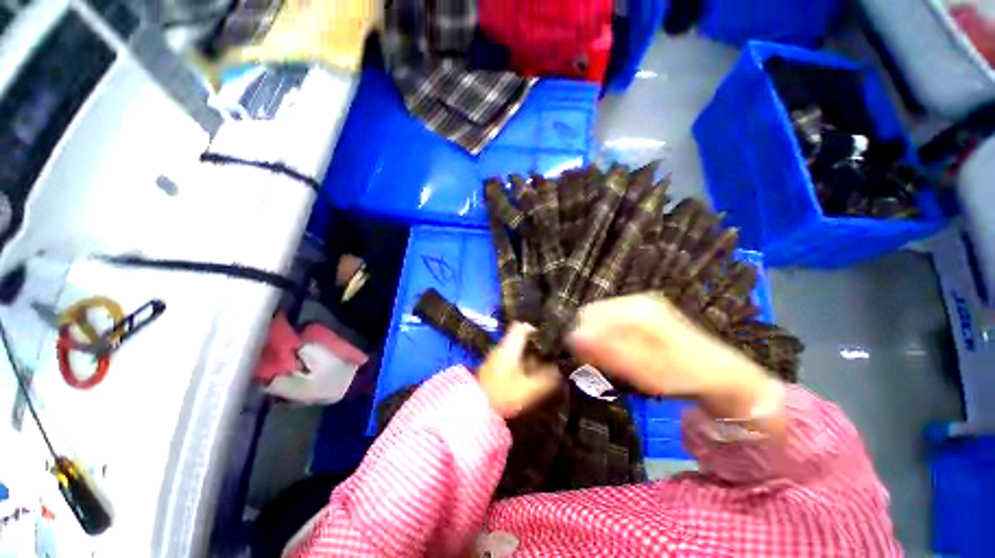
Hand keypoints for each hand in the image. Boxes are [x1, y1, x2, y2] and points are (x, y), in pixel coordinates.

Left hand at [478, 323, 560, 418]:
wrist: (477, 409)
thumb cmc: (504, 396)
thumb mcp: (530, 388)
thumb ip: (547, 378)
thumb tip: (559, 369)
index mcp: (509, 347)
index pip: (520, 326)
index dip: (535, 329)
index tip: (548, 340)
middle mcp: (501, 348)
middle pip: (519, 337)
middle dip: (535, 345)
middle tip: (549, 355)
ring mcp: (495, 357)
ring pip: (515, 348)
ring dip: (528, 355)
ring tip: (542, 366)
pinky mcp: (493, 367)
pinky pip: (510, 358)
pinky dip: (521, 363)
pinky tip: (529, 375)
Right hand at [566, 294, 776, 419]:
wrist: (721, 374)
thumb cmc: (682, 375)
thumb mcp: (644, 370)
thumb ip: (608, 352)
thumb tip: (572, 337)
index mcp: (636, 310)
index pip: (588, 317)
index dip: (581, 339)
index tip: (586, 362)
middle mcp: (636, 301)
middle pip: (593, 314)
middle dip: (589, 338)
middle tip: (599, 363)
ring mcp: (641, 304)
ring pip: (601, 318)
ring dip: (598, 339)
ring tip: (611, 359)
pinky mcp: (644, 312)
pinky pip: (612, 320)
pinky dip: (609, 337)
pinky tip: (619, 351)